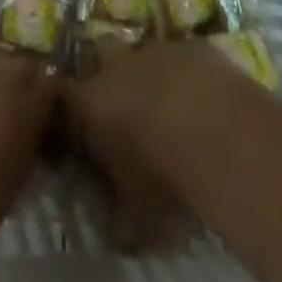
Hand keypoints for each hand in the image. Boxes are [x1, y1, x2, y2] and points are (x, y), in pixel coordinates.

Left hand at [0, 47, 54, 249]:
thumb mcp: (11, 190)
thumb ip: (24, 155)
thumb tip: (27, 143)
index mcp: (28, 107)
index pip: (51, 86)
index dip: (45, 98)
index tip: (41, 111)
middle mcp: (3, 74)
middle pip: (19, 64)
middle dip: (16, 80)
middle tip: (5, 103)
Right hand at [62, 41, 238, 251]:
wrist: (218, 132)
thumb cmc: (164, 176)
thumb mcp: (139, 216)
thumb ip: (122, 222)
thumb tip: (117, 234)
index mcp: (90, 103)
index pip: (63, 96)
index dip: (69, 108)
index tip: (77, 125)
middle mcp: (115, 67)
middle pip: (100, 54)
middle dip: (110, 74)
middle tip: (127, 106)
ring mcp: (155, 50)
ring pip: (144, 54)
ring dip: (152, 75)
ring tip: (173, 108)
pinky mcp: (193, 47)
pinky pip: (183, 57)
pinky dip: (189, 75)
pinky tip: (207, 102)